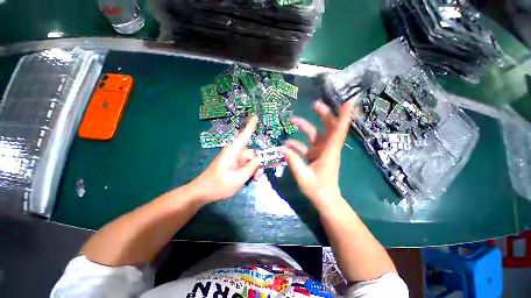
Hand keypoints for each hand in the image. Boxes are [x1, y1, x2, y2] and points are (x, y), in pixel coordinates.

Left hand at [188, 116, 260, 202]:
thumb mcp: (238, 179)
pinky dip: (249, 171)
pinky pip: (245, 165)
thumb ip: (250, 168)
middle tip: (258, 178)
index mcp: (233, 152)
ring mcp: (233, 159)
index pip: (244, 136)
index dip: (250, 126)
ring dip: (253, 170)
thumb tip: (259, 159)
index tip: (255, 116)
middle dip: (257, 165)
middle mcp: (234, 153)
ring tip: (254, 180)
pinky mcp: (233, 164)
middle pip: (251, 154)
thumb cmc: (218, 185)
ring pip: (249, 160)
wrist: (202, 192)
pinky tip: (249, 179)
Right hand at [281, 100, 354, 210]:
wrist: (325, 199)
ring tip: (293, 120)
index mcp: (329, 152)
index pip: (339, 131)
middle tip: (315, 105)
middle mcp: (328, 149)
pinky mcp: (316, 155)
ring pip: (316, 135)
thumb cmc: (318, 189)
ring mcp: (322, 151)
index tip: (349, 101)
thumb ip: (293, 161)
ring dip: (305, 127)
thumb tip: (282, 148)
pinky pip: (307, 145)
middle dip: (323, 115)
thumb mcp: (303, 176)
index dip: (345, 116)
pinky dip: (298, 143)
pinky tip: (287, 144)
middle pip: (329, 128)